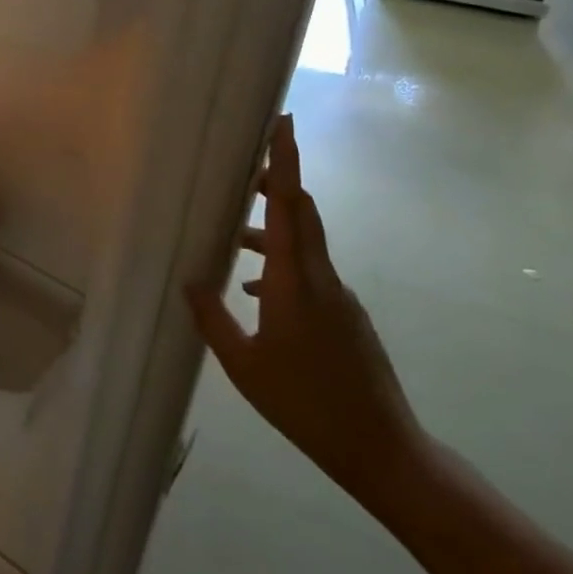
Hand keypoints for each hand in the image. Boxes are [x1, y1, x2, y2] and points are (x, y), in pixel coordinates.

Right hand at [187, 115, 427, 507]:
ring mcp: (339, 296)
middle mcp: (323, 278)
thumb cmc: (305, 405)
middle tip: (246, 164)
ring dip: (271, 229)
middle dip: (278, 180)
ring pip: (303, 243)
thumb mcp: (244, 366)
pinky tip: (252, 291)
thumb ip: (214, 319)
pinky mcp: (346, 315)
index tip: (283, 123)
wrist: (382, 450)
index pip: (291, 207)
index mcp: (296, 283)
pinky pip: (309, 272)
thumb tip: (189, 281)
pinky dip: (280, 265)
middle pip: (302, 213)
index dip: (287, 162)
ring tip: (233, 236)